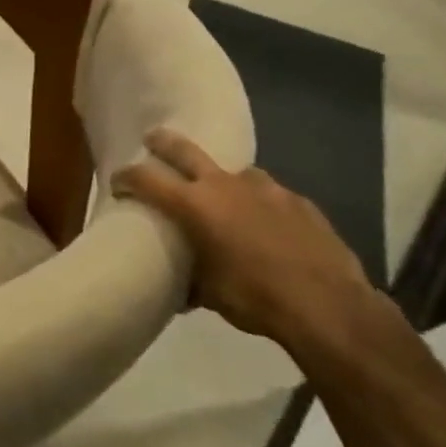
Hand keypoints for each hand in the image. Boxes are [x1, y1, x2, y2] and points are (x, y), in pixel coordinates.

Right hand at [114, 128, 390, 352]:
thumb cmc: (254, 298)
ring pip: (234, 172)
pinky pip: (269, 195)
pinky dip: (259, 204)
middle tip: (152, 140)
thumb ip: (190, 281)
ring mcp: (266, 189)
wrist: (329, 306)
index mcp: (194, 205)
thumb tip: (180, 291)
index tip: (117, 183)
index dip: (126, 177)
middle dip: (163, 143)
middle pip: (185, 150)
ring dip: (222, 180)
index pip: (146, 179)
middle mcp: (226, 186)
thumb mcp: (209, 294)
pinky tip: (267, 226)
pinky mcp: (298, 202)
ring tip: (224, 198)